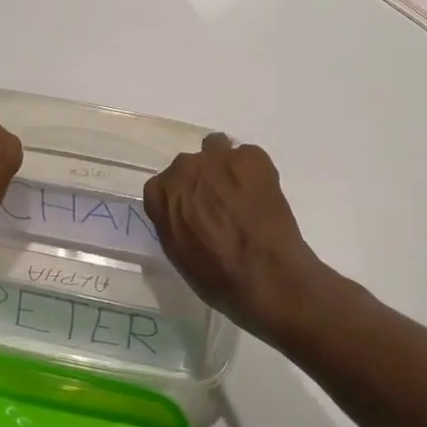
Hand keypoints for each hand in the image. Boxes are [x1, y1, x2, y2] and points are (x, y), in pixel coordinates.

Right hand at [143, 134, 329, 340]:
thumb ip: (173, 222)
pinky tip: (263, 195)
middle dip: (201, 181)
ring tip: (242, 193)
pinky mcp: (251, 156)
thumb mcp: (178, 254)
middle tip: (220, 205)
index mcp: (161, 194)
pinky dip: (254, 172)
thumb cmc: (217, 277)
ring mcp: (218, 158)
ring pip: (216, 149)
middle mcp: (184, 168)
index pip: (162, 186)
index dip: (180, 199)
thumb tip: (183, 213)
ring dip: (224, 167)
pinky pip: (248, 156)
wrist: (265, 274)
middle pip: (189, 166)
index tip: (192, 213)